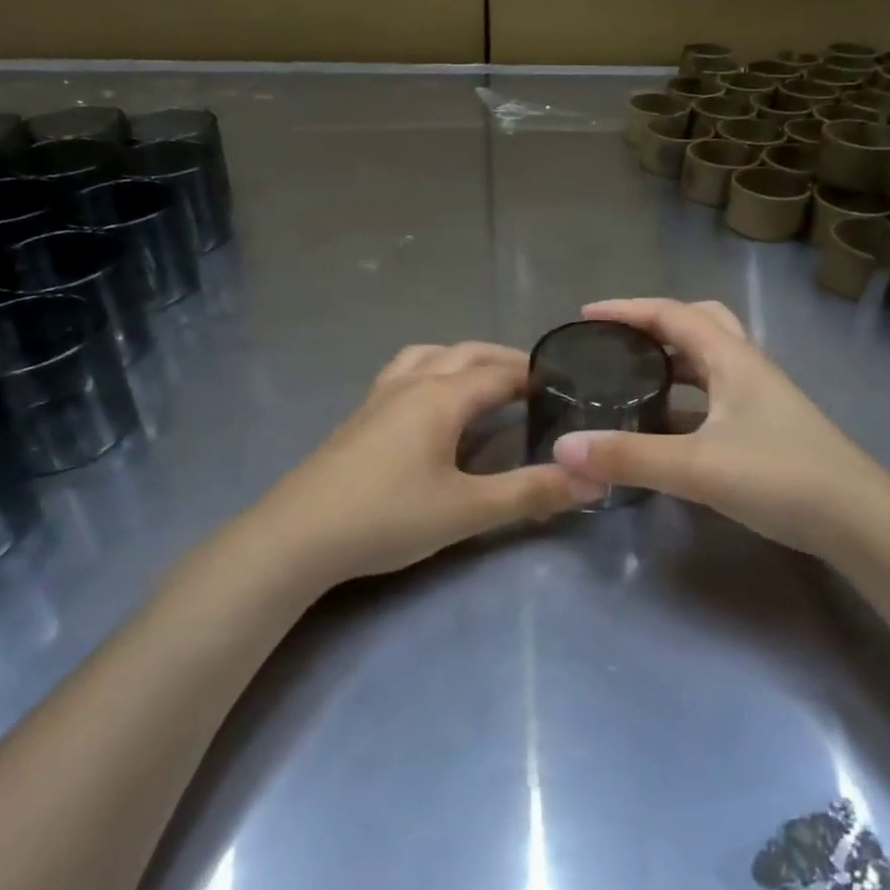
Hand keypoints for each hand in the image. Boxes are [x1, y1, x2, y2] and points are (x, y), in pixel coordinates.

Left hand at [258, 342, 602, 582]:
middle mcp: (411, 383)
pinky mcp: (358, 416)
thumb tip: (591, 479)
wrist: (297, 536)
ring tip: (481, 381)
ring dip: (461, 359)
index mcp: (441, 396)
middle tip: (533, 382)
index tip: (564, 383)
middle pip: (465, 354)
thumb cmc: (388, 516)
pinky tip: (428, 405)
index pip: (499, 373)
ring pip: (428, 355)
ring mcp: (379, 396)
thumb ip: (530, 493)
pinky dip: (430, 371)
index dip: (533, 375)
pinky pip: (403, 372)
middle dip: (502, 361)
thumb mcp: (467, 510)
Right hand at [551, 299, 889, 555]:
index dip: (626, 309)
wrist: (859, 521)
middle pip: (697, 324)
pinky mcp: (766, 427)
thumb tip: (564, 447)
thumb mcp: (696, 467)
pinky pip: (714, 396)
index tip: (585, 315)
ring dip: (671, 361)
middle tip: (617, 343)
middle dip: (654, 325)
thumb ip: (629, 456)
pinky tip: (667, 428)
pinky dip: (685, 398)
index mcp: (730, 358)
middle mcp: (746, 367)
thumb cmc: (780, 477)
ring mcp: (760, 398)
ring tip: (632, 380)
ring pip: (708, 362)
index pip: (671, 314)